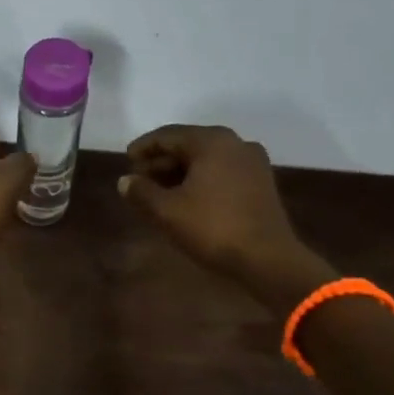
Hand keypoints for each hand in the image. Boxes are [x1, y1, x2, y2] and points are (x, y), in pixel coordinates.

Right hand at [119, 124, 334, 297]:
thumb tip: (125, 181)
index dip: (144, 147)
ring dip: (181, 171)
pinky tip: (187, 198)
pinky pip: (222, 171)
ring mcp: (252, 162)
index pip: (168, 135)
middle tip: (140, 179)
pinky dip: (201, 179)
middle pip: (189, 144)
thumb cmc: (213, 228)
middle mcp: (235, 143)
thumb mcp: (167, 211)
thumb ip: (141, 192)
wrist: (268, 259)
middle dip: (162, 161)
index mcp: (212, 141)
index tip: (126, 160)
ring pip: (207, 159)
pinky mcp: (261, 183)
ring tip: (159, 191)